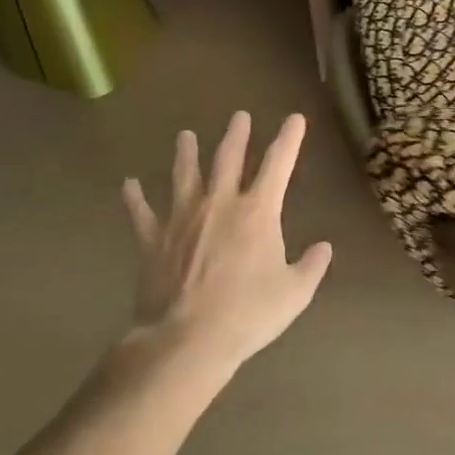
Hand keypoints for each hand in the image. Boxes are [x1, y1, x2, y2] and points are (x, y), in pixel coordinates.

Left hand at [122, 112, 332, 372]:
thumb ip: (312, 266)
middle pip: (228, 158)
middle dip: (237, 135)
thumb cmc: (247, 314)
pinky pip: (141, 212)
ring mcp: (182, 218)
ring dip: (186, 153)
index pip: (278, 164)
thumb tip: (324, 247)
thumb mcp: (294, 294)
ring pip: (184, 175)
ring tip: (185, 136)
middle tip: (239, 116)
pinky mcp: (153, 239)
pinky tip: (129, 184)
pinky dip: (135, 197)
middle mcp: (219, 203)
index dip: (289, 139)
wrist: (186, 339)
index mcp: (257, 212)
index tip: (295, 118)